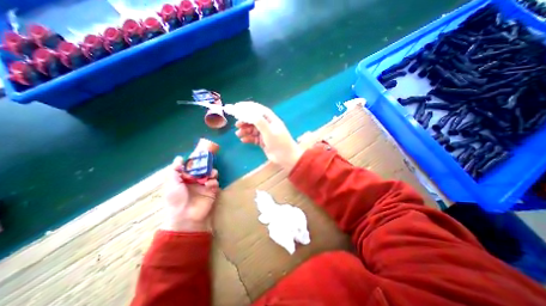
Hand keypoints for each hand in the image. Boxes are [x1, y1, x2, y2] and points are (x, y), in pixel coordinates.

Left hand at [161, 158, 219, 231]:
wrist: (185, 215)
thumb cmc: (176, 198)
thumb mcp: (171, 183)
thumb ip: (174, 170)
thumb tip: (179, 158)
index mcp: (185, 178)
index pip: (193, 167)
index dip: (196, 161)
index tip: (200, 156)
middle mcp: (196, 180)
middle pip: (204, 169)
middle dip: (206, 166)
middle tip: (207, 165)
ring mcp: (204, 185)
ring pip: (211, 174)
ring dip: (212, 172)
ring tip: (210, 174)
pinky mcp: (212, 191)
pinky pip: (215, 182)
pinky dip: (213, 182)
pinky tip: (209, 185)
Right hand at [234, 101, 302, 169]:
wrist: (286, 157)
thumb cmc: (279, 143)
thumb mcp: (269, 131)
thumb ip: (259, 122)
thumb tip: (247, 112)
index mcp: (270, 119)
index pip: (258, 110)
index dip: (247, 107)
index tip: (237, 107)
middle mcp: (267, 125)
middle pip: (253, 120)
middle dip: (245, 121)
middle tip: (237, 124)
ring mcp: (265, 133)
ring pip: (252, 129)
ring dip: (245, 130)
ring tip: (238, 134)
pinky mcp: (263, 141)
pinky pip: (253, 138)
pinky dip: (248, 138)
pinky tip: (243, 140)